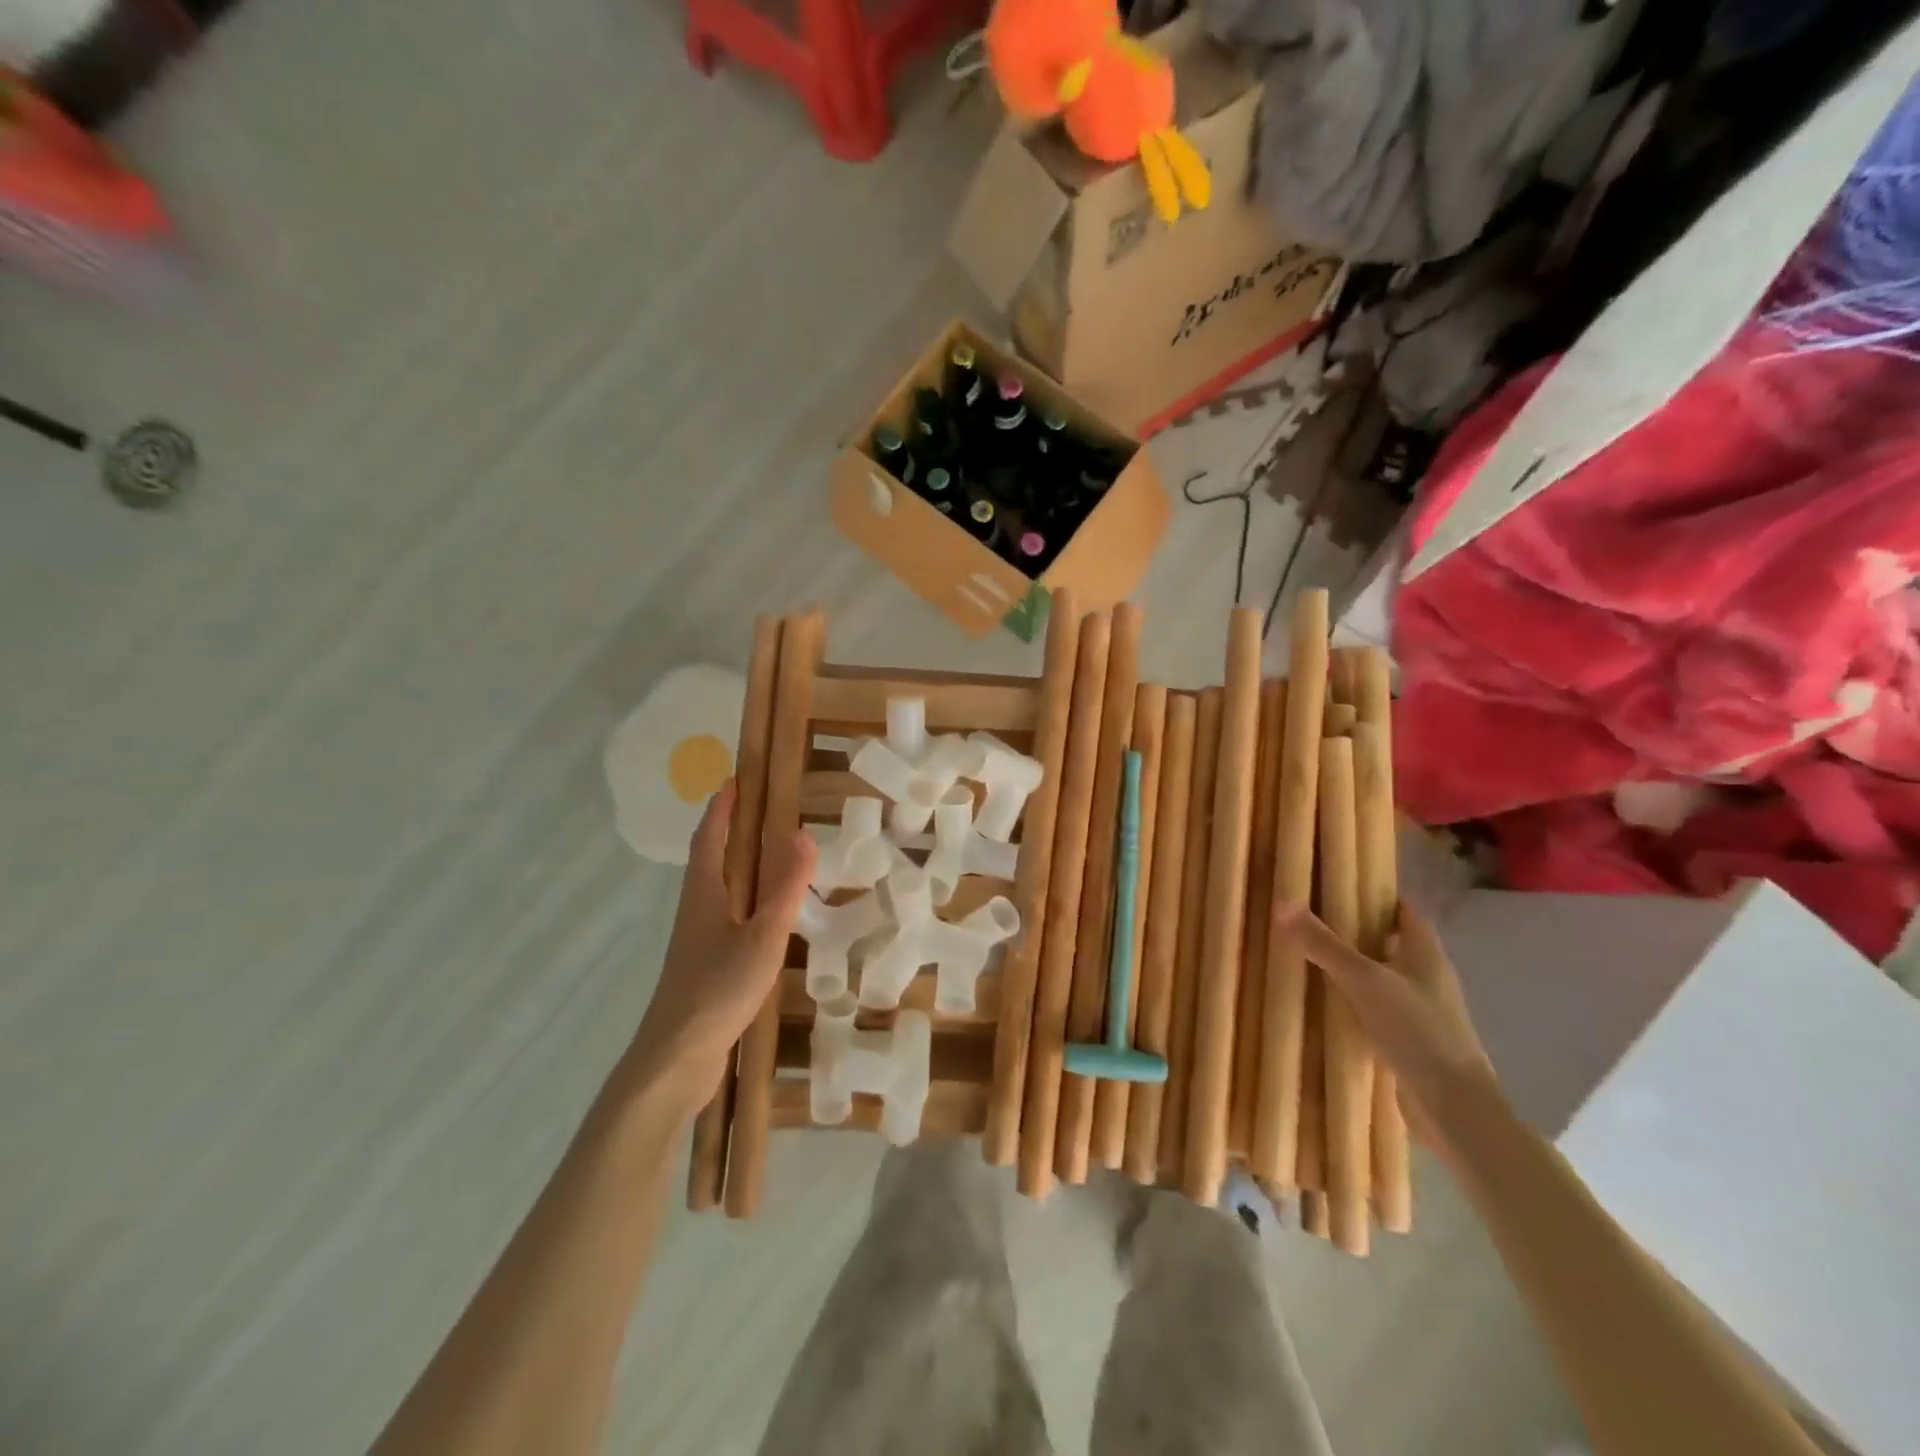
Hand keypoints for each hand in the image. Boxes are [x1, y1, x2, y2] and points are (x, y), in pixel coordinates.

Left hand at [628, 782, 816, 1108]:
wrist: (676, 1059)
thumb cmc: (718, 989)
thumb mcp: (763, 935)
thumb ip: (785, 888)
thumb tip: (802, 834)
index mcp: (704, 895)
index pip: (711, 838)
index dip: (723, 809)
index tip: (735, 780)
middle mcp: (696, 911)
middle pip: (710, 861)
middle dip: (729, 832)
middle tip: (760, 811)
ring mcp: (697, 942)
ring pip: (717, 891)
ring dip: (736, 867)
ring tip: (768, 857)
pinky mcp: (703, 968)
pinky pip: (726, 919)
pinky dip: (744, 902)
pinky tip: (763, 919)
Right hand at [1275, 899, 1499, 1167]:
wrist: (1455, 1111)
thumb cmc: (1419, 1033)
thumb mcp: (1365, 981)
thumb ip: (1324, 945)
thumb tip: (1283, 903)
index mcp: (1425, 953)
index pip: (1400, 908)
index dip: (1372, 892)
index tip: (1332, 881)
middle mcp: (1425, 976)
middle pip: (1386, 940)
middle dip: (1351, 929)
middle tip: (1306, 916)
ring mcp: (1418, 1010)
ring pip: (1378, 976)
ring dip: (1349, 967)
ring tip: (1303, 954)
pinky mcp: (1408, 1040)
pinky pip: (1373, 1008)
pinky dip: (1350, 1000)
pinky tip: (1320, 1003)